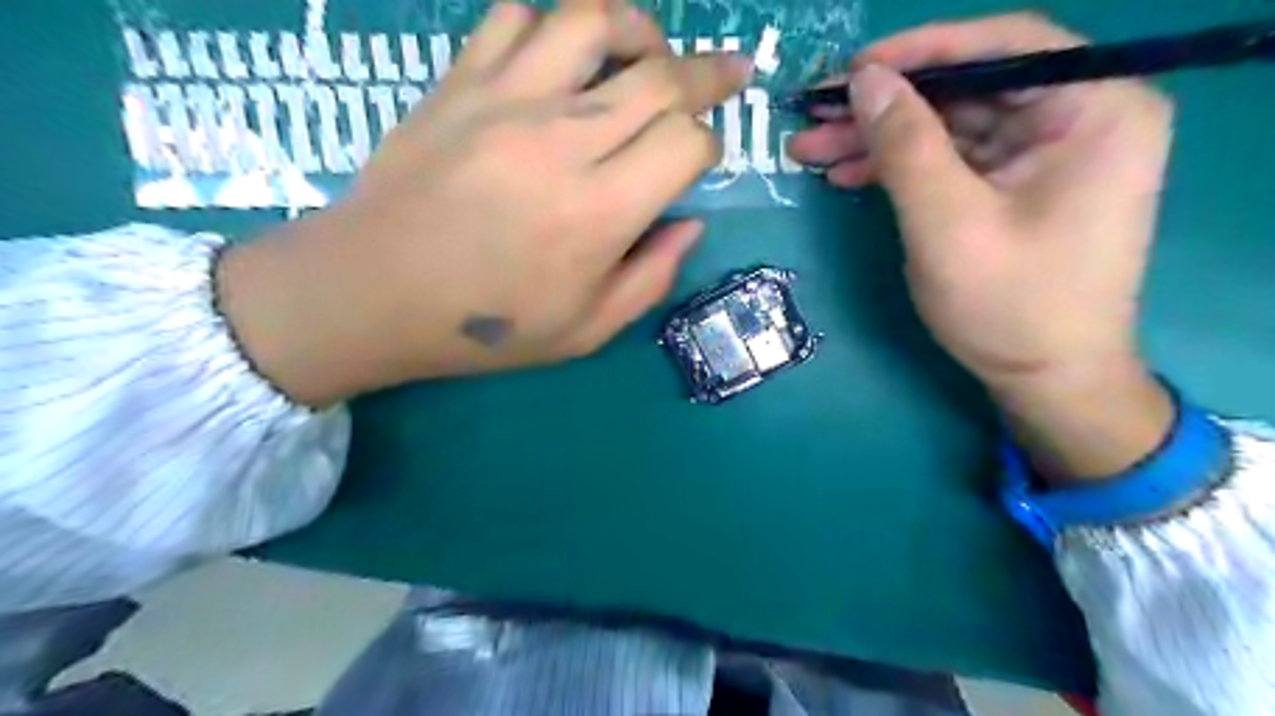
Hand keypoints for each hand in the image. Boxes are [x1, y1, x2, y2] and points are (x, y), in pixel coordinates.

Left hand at [216, 3, 750, 407]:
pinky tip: (560, 57)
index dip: (709, 144)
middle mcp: (562, 141)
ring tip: (649, 49)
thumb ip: (650, 277)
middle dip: (709, 72)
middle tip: (729, 71)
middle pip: (660, 75)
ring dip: (637, 28)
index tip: (702, 158)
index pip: (686, 142)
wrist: (372, 292)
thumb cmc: (486, 324)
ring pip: (592, 21)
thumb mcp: (585, 330)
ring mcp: (506, 100)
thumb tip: (690, 223)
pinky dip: (550, 26)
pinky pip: (514, 17)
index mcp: (599, 211)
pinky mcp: (459, 82)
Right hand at [788, 15, 1173, 478]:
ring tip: (812, 149)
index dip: (921, 49)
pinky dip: (899, 167)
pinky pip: (951, 160)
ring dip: (879, 138)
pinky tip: (848, 175)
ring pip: (949, 125)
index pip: (1004, 46)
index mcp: (1095, 109)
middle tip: (815, 114)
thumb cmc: (1009, 304)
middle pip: (967, 88)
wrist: (1044, 380)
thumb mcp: (947, 221)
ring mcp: (1044, 154)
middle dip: (884, 105)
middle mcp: (1078, 117)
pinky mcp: (1015, 186)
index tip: (853, 69)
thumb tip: (864, 80)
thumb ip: (905, 144)